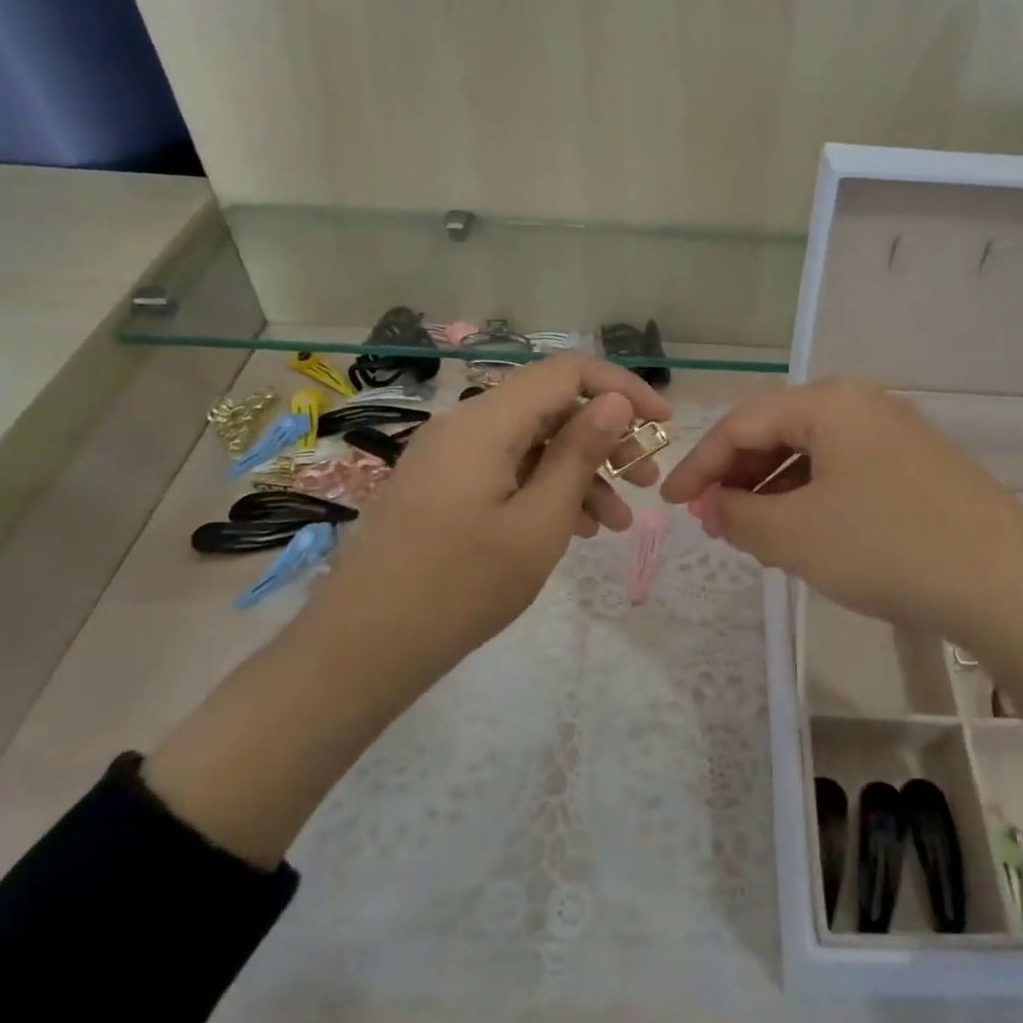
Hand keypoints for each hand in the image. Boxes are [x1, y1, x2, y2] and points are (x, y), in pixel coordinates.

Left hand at [312, 353, 671, 668]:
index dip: (621, 387)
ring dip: (580, 471)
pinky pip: (506, 470)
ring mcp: (449, 457)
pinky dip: (545, 489)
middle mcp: (465, 425)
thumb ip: (579, 454)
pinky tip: (575, 529)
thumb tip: (613, 400)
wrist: (360, 651)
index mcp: (486, 422)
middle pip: (550, 407)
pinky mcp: (442, 486)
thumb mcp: (538, 523)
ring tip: (616, 522)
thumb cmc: (460, 587)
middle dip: (606, 438)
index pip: (567, 372)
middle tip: (646, 480)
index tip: (663, 423)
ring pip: (531, 443)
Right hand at [660, 379, 1022, 648]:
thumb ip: (739, 515)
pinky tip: (805, 531)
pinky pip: (845, 469)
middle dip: (736, 475)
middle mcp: (861, 402)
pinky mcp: (917, 463)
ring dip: (772, 488)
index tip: (668, 503)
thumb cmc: (888, 548)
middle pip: (777, 431)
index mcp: (827, 403)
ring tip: (751, 531)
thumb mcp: (797, 536)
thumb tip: (713, 505)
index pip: (741, 424)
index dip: (698, 464)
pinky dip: (811, 496)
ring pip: (812, 452)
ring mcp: (895, 431)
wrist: (1009, 584)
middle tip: (711, 518)